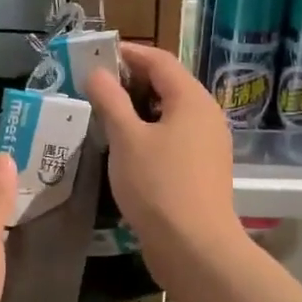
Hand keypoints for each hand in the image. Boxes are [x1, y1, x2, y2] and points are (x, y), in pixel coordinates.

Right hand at [85, 42, 240, 284]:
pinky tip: (124, 148)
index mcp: (192, 100)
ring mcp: (207, 145)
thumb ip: (110, 101)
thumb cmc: (159, 186)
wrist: (195, 247)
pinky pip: (173, 138)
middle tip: (94, 86)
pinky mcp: (201, 170)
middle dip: (131, 82)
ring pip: (169, 114)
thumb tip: (96, 72)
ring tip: (103, 115)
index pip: (160, 61)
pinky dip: (148, 133)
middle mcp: (206, 116)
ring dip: (138, 110)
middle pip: (167, 85)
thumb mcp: (126, 139)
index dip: (129, 53)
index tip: (97, 55)